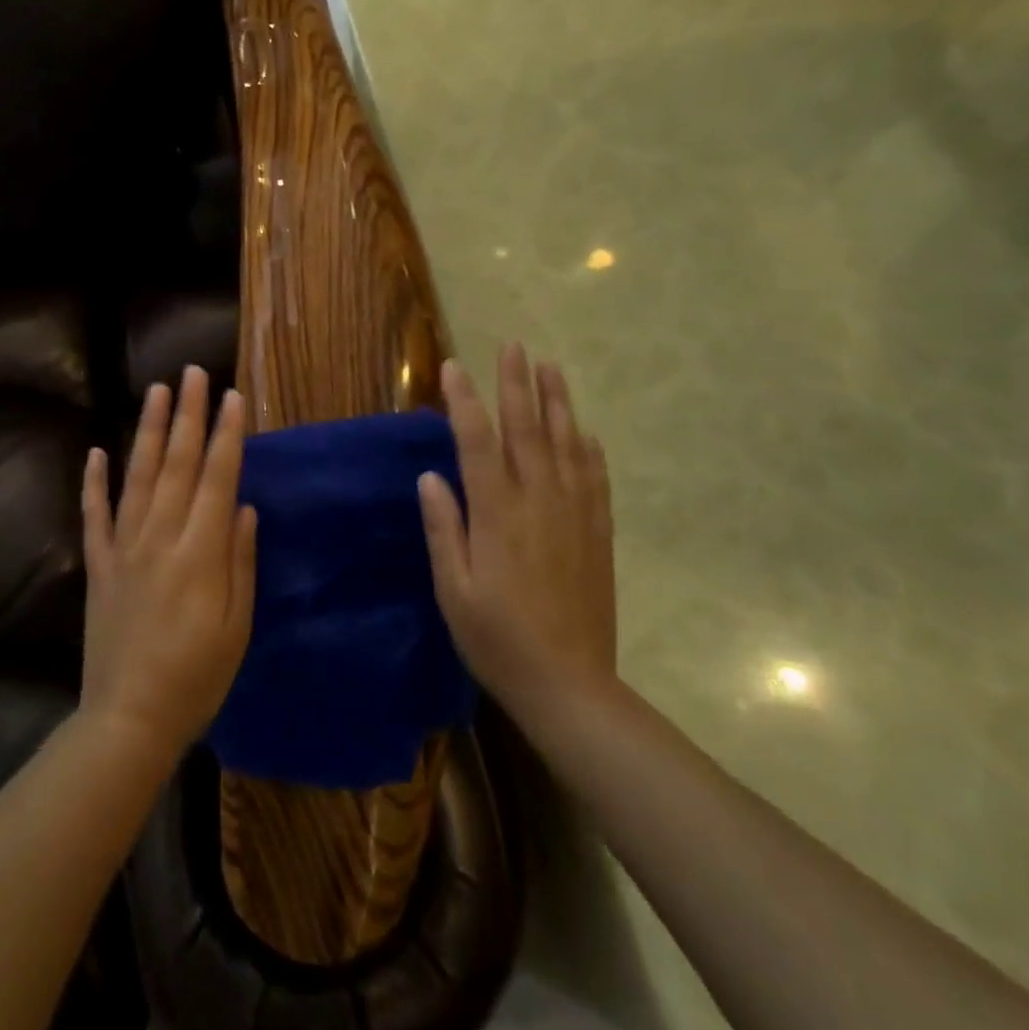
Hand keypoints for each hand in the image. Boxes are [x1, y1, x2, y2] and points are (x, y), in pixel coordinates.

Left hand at [79, 366, 256, 762]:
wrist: (128, 719)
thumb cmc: (197, 677)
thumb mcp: (237, 626)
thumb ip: (240, 562)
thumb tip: (244, 507)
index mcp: (200, 553)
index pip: (218, 478)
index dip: (227, 435)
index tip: (234, 396)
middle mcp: (160, 538)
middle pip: (178, 464)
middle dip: (189, 415)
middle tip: (193, 373)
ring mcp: (124, 548)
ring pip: (138, 477)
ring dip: (149, 431)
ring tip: (157, 391)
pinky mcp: (99, 565)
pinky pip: (94, 515)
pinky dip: (93, 482)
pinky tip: (96, 451)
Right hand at [418, 345, 615, 725]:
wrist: (569, 683)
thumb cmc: (496, 638)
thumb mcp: (453, 589)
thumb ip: (443, 528)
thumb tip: (430, 476)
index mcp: (497, 515)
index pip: (477, 442)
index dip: (464, 401)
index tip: (453, 366)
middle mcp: (538, 502)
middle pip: (527, 430)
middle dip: (516, 384)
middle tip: (512, 346)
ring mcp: (574, 515)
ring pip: (565, 444)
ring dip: (556, 402)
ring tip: (550, 367)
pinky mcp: (597, 532)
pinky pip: (595, 478)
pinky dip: (587, 448)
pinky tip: (583, 430)